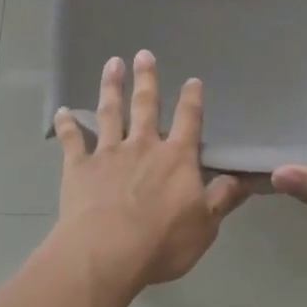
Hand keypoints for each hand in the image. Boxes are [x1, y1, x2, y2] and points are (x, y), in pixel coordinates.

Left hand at [53, 51, 249, 290]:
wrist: (107, 253)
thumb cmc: (162, 242)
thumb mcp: (205, 225)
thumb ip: (222, 198)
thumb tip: (244, 177)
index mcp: (176, 158)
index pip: (188, 121)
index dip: (191, 100)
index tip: (192, 80)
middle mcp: (142, 146)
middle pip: (146, 106)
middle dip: (146, 79)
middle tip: (143, 53)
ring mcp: (108, 153)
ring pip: (110, 112)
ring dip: (111, 87)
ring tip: (112, 63)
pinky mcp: (79, 167)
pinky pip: (72, 140)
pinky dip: (67, 124)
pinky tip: (62, 110)